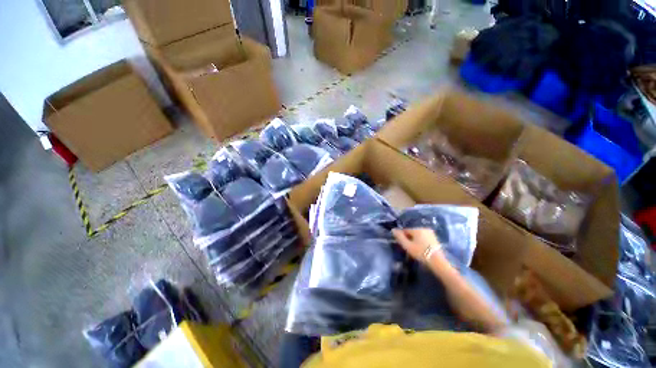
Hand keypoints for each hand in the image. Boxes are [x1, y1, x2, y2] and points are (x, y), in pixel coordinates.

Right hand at [392, 228, 445, 263]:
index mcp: (415, 228)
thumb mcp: (407, 245)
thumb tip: (393, 229)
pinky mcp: (434, 237)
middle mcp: (422, 227)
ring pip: (417, 233)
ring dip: (414, 238)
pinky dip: (420, 240)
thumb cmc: (420, 252)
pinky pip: (423, 236)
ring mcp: (429, 232)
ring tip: (414, 247)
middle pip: (411, 230)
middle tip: (408, 246)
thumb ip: (399, 237)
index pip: (404, 229)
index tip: (402, 243)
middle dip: (408, 237)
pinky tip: (421, 247)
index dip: (402, 236)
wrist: (438, 261)